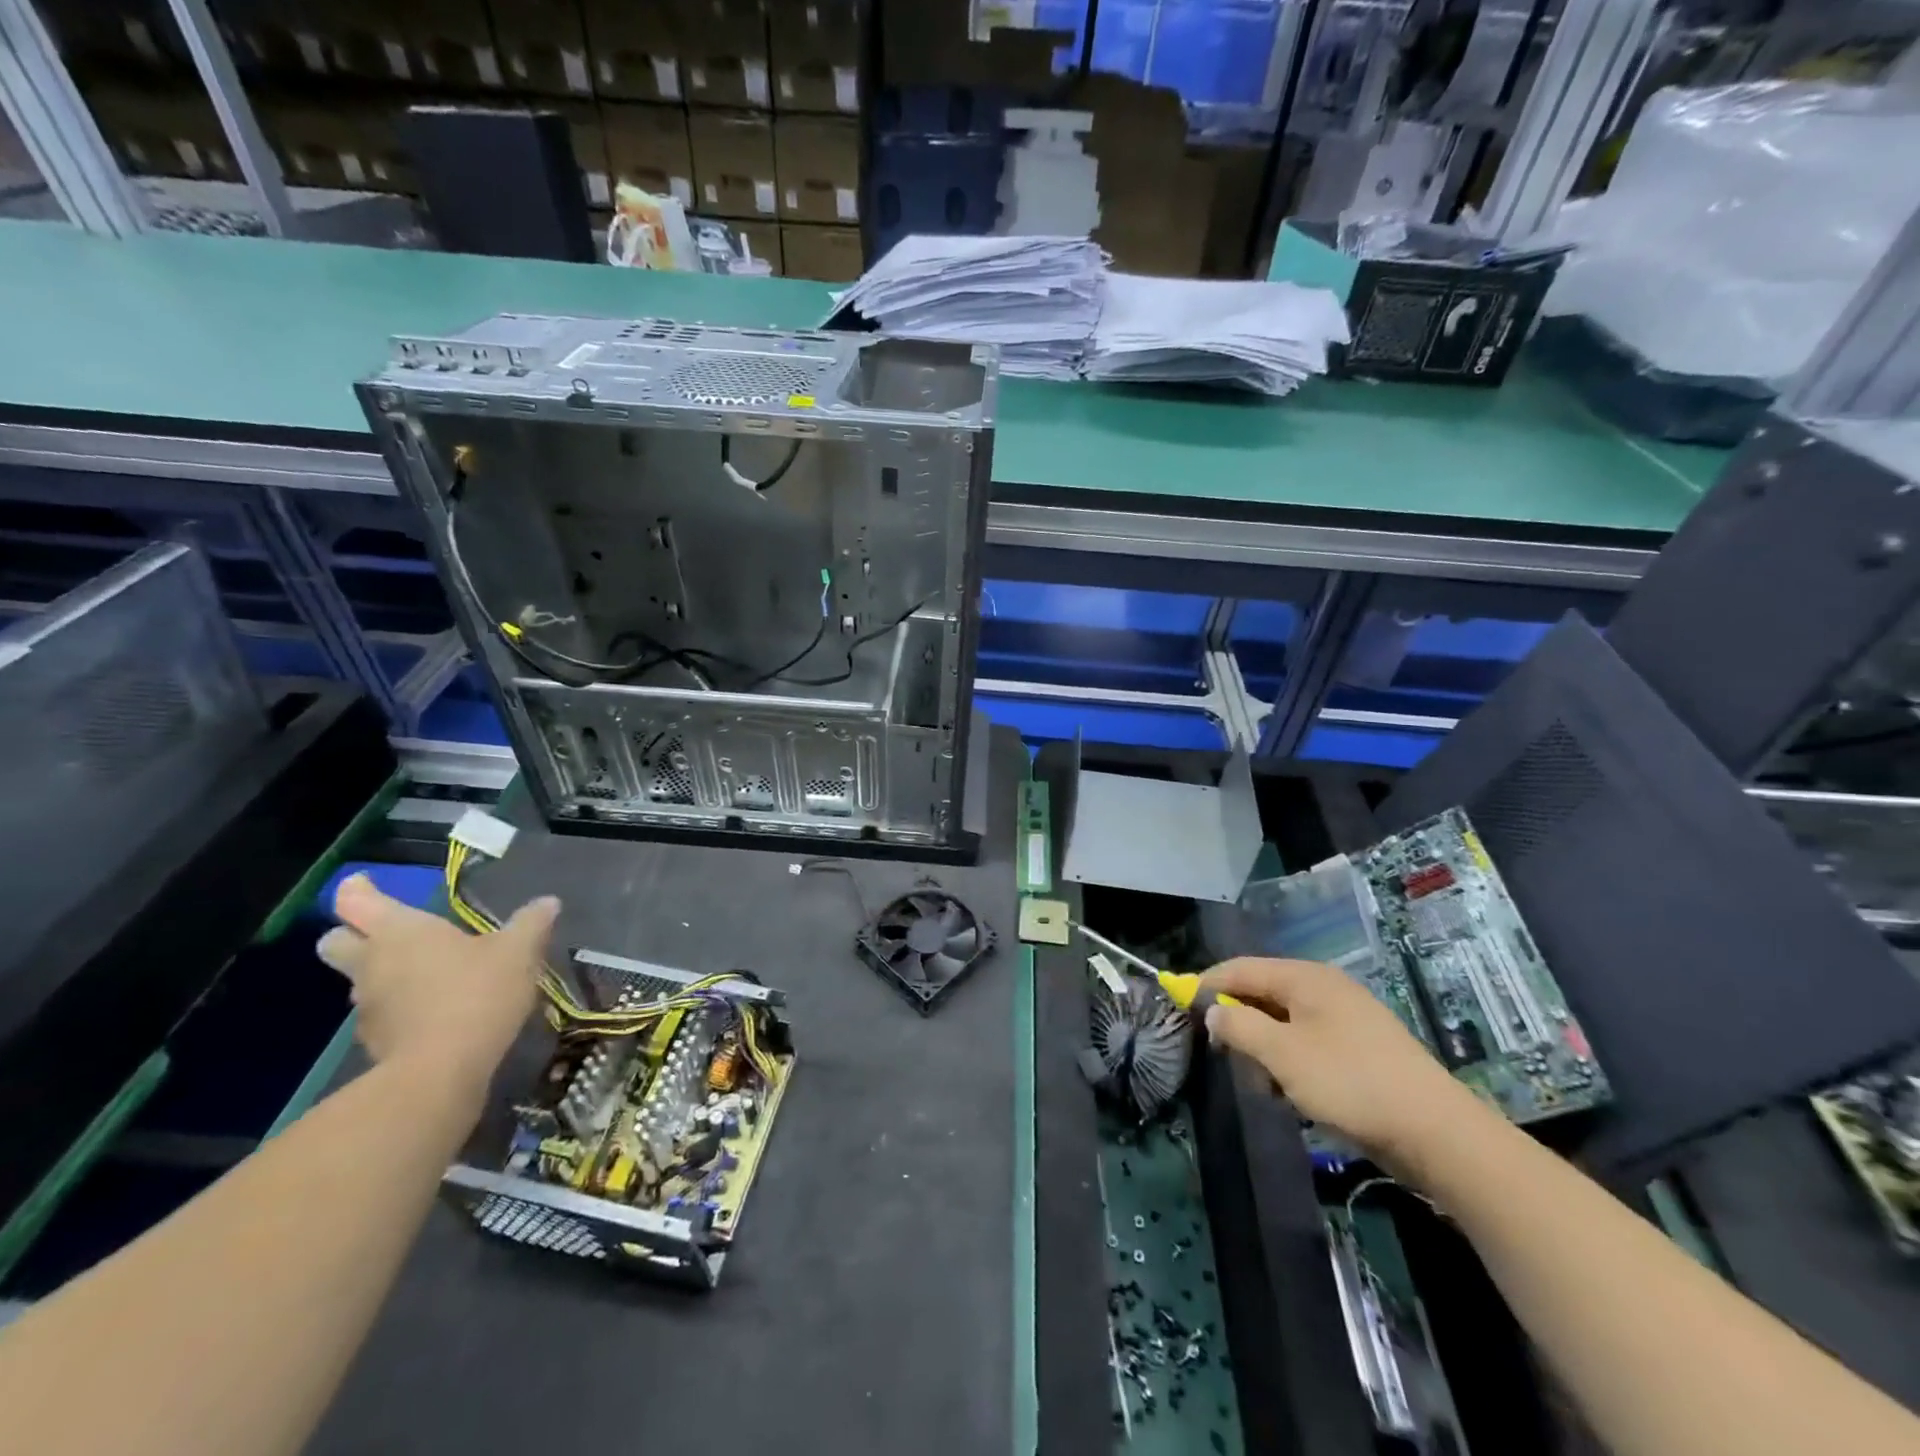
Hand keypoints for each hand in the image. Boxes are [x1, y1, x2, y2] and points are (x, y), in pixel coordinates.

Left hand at [317, 874, 559, 1097]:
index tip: (365, 882)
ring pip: (358, 980)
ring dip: (381, 974)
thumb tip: (548, 902)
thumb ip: (531, 923)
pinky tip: (433, 1012)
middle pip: (336, 941)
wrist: (441, 1071)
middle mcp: (372, 963)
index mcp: (400, 931)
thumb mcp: (519, 951)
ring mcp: (367, 1005)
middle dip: (352, 933)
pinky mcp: (375, 1041)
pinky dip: (399, 1007)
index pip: (356, 900)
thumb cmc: (477, 993)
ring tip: (426, 975)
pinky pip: (380, 1013)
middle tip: (389, 932)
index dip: (357, 888)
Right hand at [1199, 956, 1483, 1166]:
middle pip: (1263, 990)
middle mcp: (1324, 987)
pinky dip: (1290, 1059)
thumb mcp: (1282, 1054)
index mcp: (1305, 977)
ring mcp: (1346, 1017)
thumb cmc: (1350, 1084)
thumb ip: (1239, 1026)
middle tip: (1222, 1051)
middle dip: (1238, 1019)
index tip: (1181, 1007)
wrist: (1436, 1132)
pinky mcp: (1360, 1047)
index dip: (1208, 984)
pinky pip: (1308, 1041)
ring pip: (1284, 1020)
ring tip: (1261, 1080)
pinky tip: (1292, 1090)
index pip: (1241, 968)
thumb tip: (1213, 1012)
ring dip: (1264, 1045)